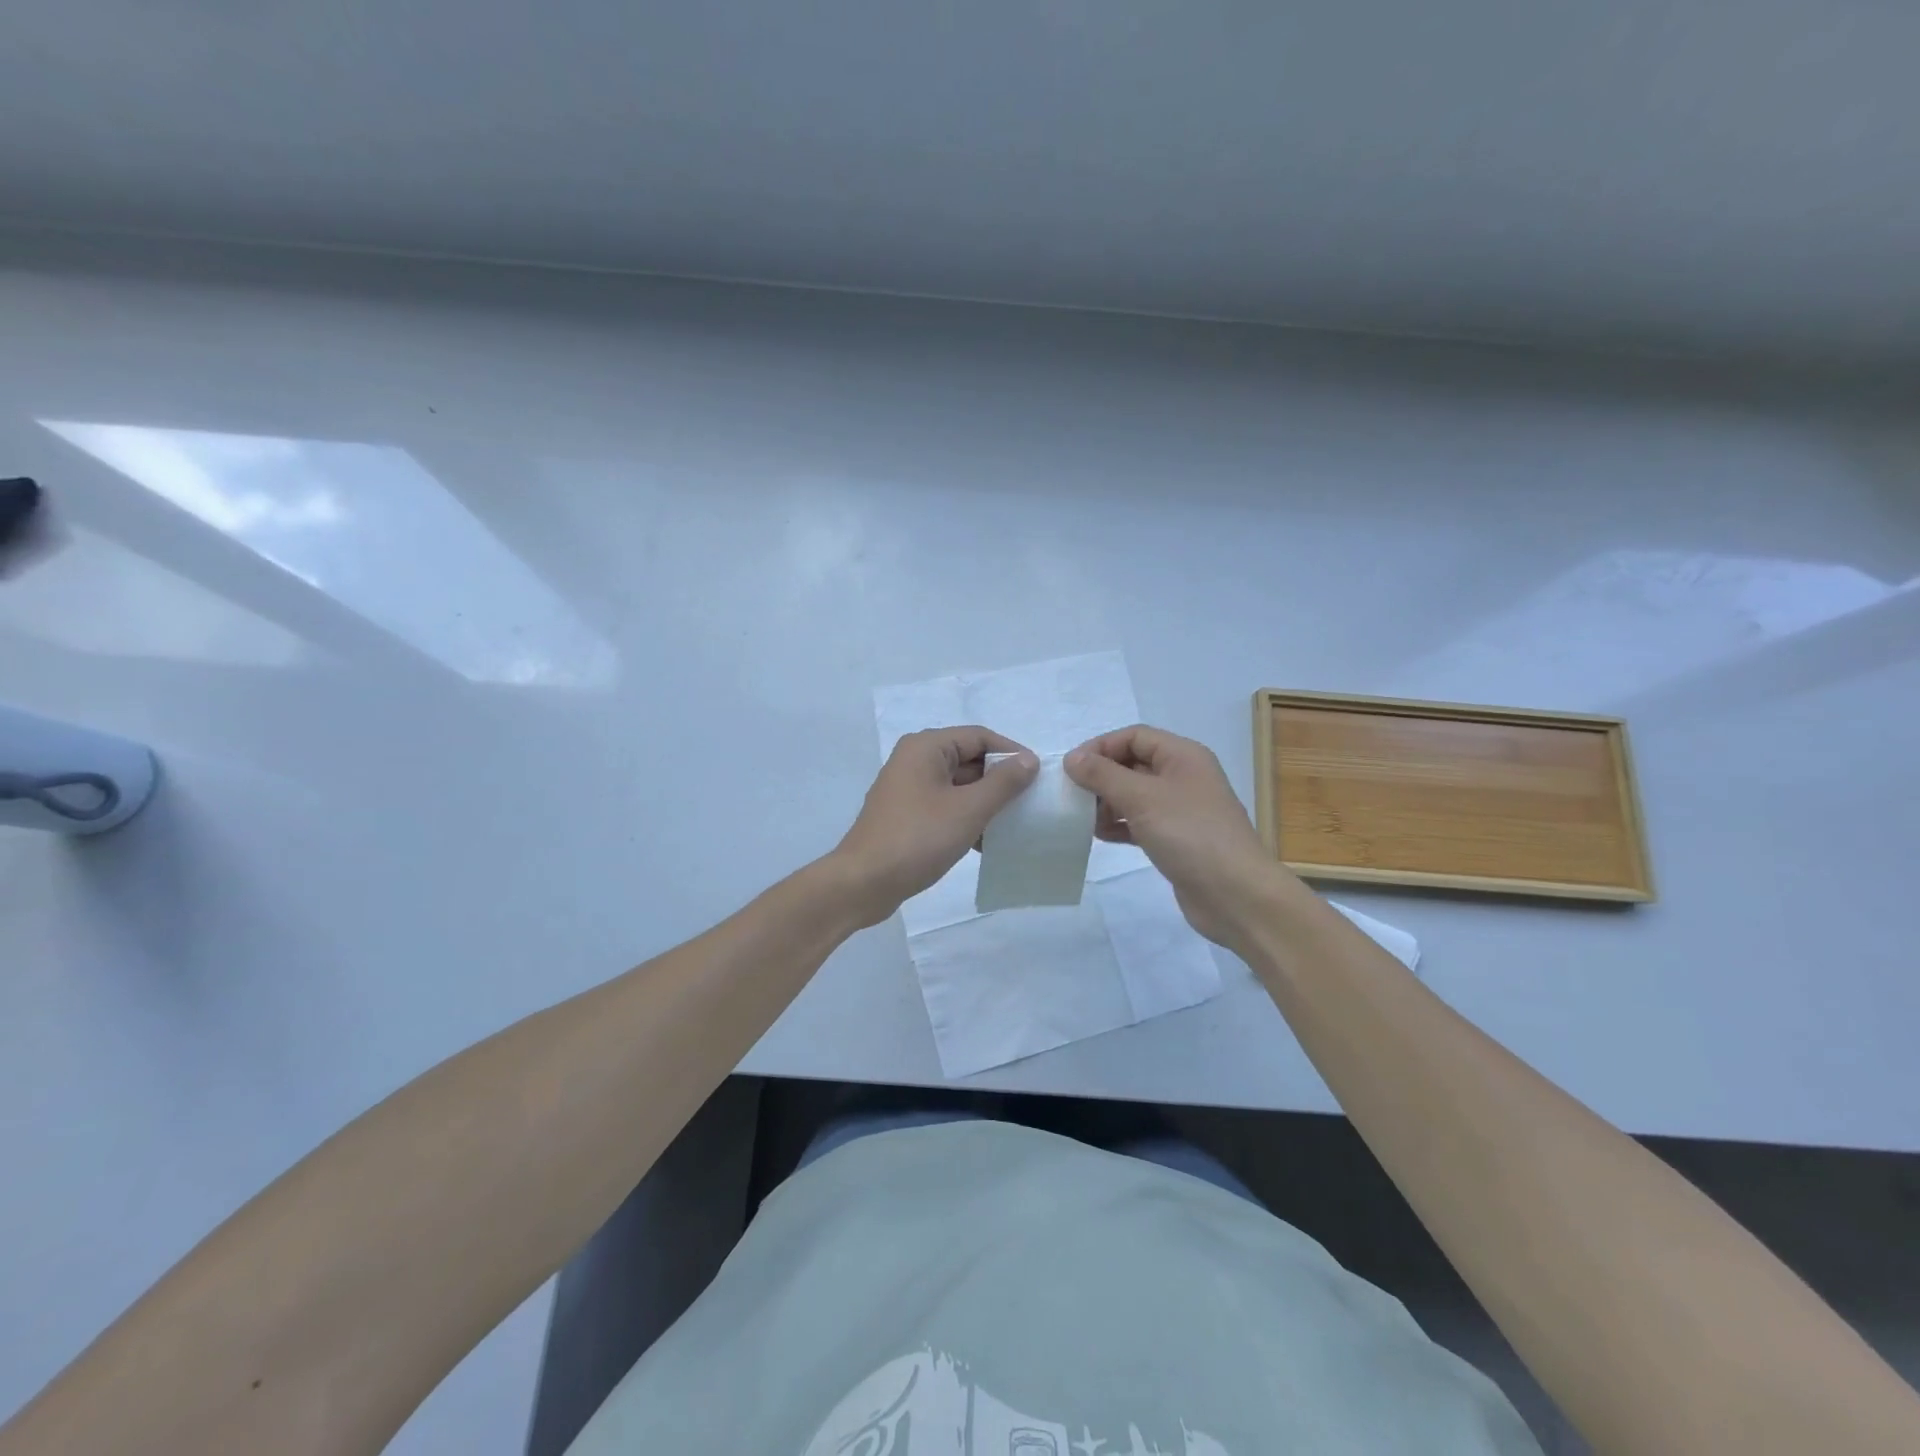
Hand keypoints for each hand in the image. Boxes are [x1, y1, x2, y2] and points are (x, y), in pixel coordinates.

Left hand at [831, 726, 1037, 926]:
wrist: (863, 883)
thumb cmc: (918, 839)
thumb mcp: (968, 810)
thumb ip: (1003, 782)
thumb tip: (1029, 759)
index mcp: (926, 747)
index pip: (979, 736)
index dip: (1011, 752)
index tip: (1039, 776)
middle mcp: (915, 760)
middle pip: (969, 759)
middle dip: (999, 780)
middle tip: (1030, 802)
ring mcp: (908, 788)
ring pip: (958, 785)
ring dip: (985, 802)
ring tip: (1013, 824)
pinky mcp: (907, 815)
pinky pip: (945, 806)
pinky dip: (966, 818)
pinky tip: (986, 842)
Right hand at [1065, 725, 1278, 946]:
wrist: (1236, 895)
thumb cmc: (1190, 834)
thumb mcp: (1142, 798)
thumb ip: (1103, 775)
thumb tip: (1072, 758)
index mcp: (1183, 756)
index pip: (1134, 736)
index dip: (1101, 747)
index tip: (1071, 769)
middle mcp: (1183, 776)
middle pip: (1133, 764)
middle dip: (1101, 776)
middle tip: (1072, 796)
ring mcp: (1181, 809)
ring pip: (1135, 795)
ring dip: (1107, 802)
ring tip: (1083, 819)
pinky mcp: (1177, 838)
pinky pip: (1141, 822)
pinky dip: (1119, 825)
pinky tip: (1099, 836)